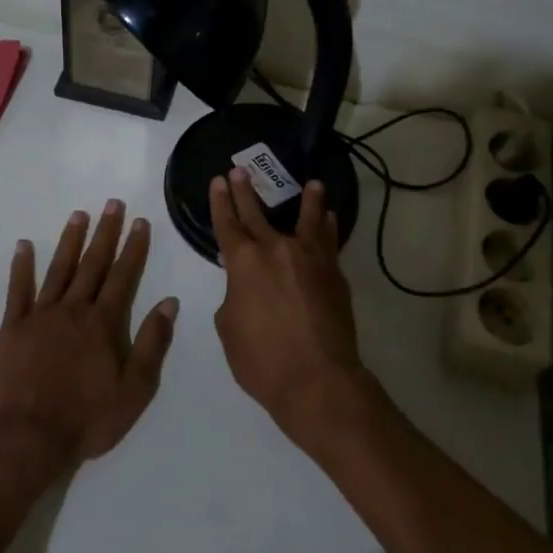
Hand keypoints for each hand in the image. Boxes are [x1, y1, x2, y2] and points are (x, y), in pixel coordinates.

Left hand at [0, 200, 178, 469]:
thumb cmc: (87, 418)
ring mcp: (40, 315)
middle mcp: (74, 309)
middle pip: (93, 264)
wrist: (28, 438)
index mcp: (104, 323)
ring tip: (79, 214)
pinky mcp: (12, 327)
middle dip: (105, 233)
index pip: (124, 276)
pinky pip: (17, 290)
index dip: (133, 248)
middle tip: (113, 204)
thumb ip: (152, 343)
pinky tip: (24, 245)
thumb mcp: (135, 389)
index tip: (140, 222)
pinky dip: (21, 266)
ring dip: (70, 240)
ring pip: (59, 269)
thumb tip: (169, 302)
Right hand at [209, 169, 363, 445]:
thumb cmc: (262, 361)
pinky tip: (329, 218)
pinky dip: (327, 227)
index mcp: (244, 263)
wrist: (318, 381)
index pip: (228, 224)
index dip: (221, 202)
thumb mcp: (229, 328)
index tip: (219, 181)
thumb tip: (245, 285)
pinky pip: (328, 242)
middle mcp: (277, 251)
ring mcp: (310, 260)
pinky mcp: (334, 274)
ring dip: (308, 201)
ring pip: (307, 221)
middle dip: (247, 192)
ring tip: (312, 184)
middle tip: (241, 171)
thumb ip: (233, 297)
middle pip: (259, 215)